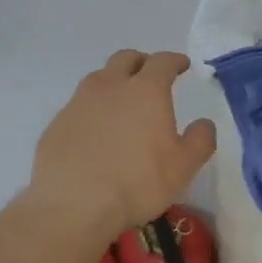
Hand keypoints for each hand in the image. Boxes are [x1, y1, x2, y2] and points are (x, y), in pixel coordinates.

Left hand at [30, 50, 216, 239]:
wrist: (73, 203)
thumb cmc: (137, 182)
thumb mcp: (183, 167)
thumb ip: (200, 140)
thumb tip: (204, 123)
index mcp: (146, 90)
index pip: (163, 62)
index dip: (175, 60)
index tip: (182, 64)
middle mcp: (110, 86)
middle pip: (126, 59)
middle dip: (142, 62)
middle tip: (151, 75)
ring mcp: (79, 102)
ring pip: (99, 78)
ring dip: (114, 82)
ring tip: (122, 101)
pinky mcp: (57, 123)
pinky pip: (79, 105)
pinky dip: (92, 109)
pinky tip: (96, 131)